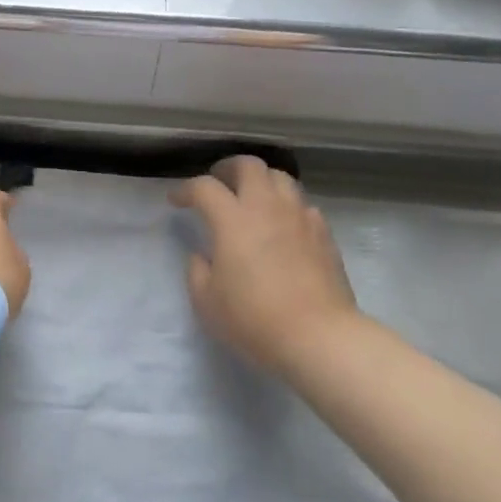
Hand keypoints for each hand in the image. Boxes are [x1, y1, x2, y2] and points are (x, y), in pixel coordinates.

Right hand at [170, 156, 362, 376]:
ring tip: (253, 197)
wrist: (318, 336)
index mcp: (232, 219)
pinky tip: (283, 224)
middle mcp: (267, 207)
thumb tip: (202, 254)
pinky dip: (287, 205)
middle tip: (219, 182)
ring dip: (261, 180)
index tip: (176, 201)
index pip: (205, 187)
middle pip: (249, 165)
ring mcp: (299, 217)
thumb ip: (197, 271)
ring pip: (281, 177)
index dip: (186, 190)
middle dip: (228, 167)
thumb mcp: (207, 302)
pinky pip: (302, 204)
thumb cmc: (254, 320)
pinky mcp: (323, 233)